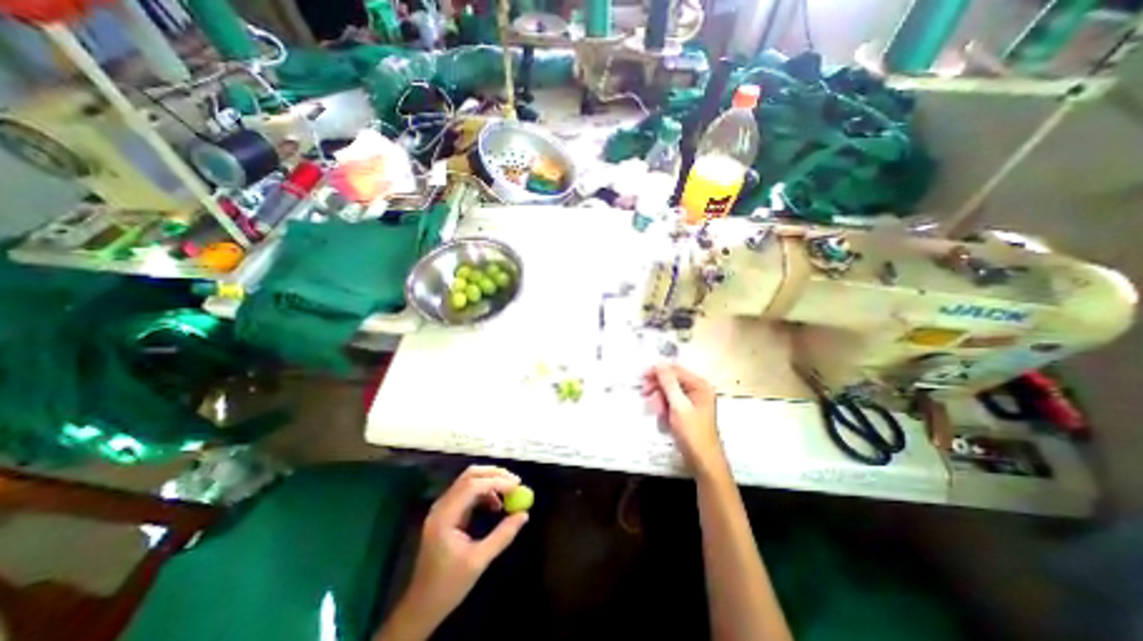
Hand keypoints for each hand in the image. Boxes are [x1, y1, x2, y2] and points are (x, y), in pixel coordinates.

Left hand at [402, 465, 525, 624]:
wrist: (421, 606)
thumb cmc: (448, 586)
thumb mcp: (479, 561)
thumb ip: (502, 535)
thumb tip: (524, 514)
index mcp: (445, 516)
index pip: (473, 486)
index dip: (497, 481)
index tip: (518, 485)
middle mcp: (442, 506)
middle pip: (470, 476)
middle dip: (494, 474)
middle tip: (515, 482)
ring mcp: (443, 508)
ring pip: (469, 480)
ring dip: (490, 482)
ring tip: (509, 494)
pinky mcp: (447, 512)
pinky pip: (468, 492)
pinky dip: (484, 492)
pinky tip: (495, 505)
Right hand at [641, 365, 720, 475]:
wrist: (703, 462)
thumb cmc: (693, 433)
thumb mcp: (678, 406)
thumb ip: (668, 383)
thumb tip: (660, 363)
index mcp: (700, 385)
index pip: (675, 370)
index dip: (658, 372)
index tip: (642, 377)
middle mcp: (697, 390)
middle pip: (671, 380)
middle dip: (658, 388)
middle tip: (645, 394)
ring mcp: (692, 401)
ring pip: (668, 392)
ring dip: (660, 400)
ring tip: (657, 412)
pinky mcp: (686, 411)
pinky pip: (670, 403)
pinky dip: (664, 408)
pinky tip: (662, 418)